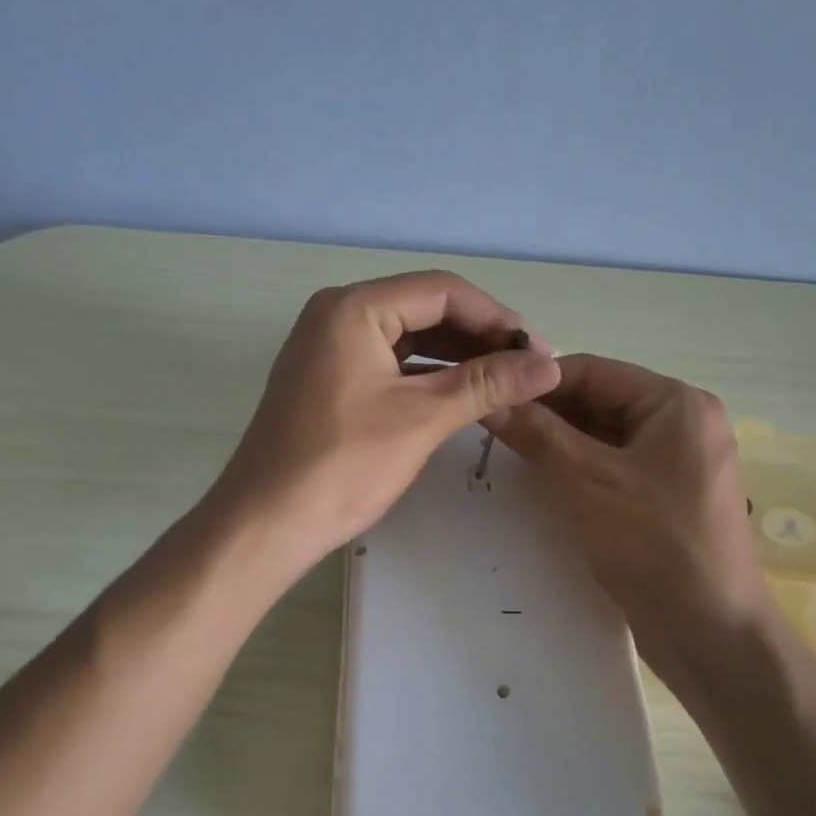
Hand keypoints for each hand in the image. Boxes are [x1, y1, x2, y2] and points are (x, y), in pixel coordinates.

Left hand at [210, 271, 559, 577]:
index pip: (442, 291)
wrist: (265, 524)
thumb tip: (550, 366)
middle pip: (425, 309)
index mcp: (354, 307)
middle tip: (529, 369)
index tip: (540, 351)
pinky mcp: (329, 380)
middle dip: (480, 337)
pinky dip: (429, 376)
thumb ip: (488, 384)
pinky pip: (390, 363)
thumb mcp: (422, 418)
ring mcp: (329, 348)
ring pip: (409, 338)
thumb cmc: (342, 464)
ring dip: (458, 358)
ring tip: (506, 383)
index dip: (497, 318)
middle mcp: (338, 314)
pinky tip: (464, 396)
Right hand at [486, 354, 778, 691]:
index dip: (538, 381)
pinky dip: (579, 466)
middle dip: (548, 412)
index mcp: (676, 403)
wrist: (711, 633)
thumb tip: (491, 398)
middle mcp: (683, 422)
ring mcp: (678, 460)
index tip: (490, 393)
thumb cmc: (653, 543)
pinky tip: (541, 476)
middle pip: (600, 400)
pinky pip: (615, 464)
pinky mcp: (668, 494)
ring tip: (507, 448)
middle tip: (492, 424)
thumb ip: (537, 434)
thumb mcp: (586, 481)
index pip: (594, 371)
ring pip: (604, 434)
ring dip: (559, 440)